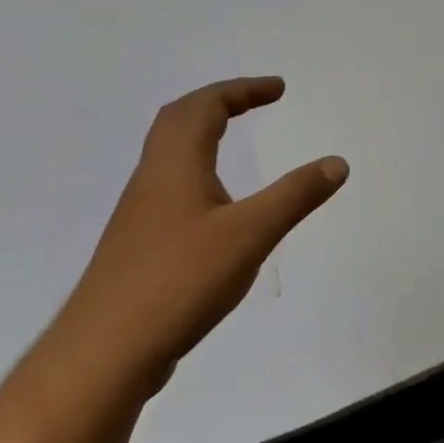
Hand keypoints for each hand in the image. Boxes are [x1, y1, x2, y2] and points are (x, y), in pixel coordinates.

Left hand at [47, 78, 347, 396]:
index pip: (204, 106)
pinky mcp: (141, 247)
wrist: (105, 353)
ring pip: (170, 156)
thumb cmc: (179, 281)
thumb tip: (337, 162)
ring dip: (202, 135)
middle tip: (255, 102)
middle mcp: (152, 180)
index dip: (242, 90)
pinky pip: (171, 189)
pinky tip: (217, 207)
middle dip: (219, 102)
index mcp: (175, 165)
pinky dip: (198, 173)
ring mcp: (142, 215)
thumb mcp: (251, 234)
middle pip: (178, 121)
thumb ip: (296, 196)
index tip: (278, 89)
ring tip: (235, 142)